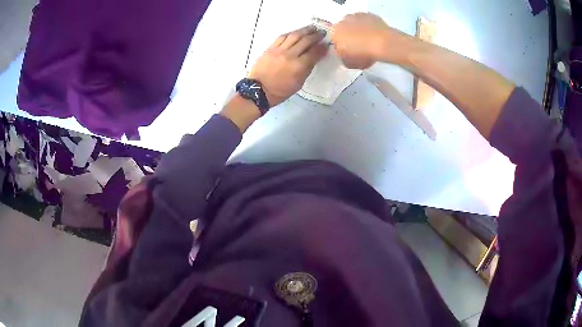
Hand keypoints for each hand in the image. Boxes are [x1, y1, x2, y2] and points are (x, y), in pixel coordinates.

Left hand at [248, 26, 327, 105]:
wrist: (258, 90)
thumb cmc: (280, 90)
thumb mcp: (299, 83)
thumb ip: (307, 69)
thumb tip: (315, 57)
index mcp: (299, 66)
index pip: (314, 53)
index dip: (322, 47)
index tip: (327, 44)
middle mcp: (290, 55)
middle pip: (306, 41)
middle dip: (316, 36)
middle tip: (322, 32)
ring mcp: (279, 50)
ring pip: (294, 36)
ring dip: (305, 30)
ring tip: (312, 28)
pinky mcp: (270, 48)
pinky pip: (282, 37)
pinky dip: (291, 33)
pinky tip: (296, 32)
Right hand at [332, 13, 396, 68]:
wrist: (383, 43)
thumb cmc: (363, 54)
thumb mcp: (349, 63)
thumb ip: (343, 58)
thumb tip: (344, 55)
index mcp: (335, 33)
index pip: (335, 41)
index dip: (343, 47)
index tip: (350, 52)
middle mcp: (343, 21)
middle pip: (344, 30)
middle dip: (350, 37)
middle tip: (359, 47)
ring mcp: (356, 16)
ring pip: (354, 24)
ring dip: (358, 30)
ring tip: (368, 40)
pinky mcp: (369, 14)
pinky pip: (366, 21)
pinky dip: (368, 26)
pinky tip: (374, 35)